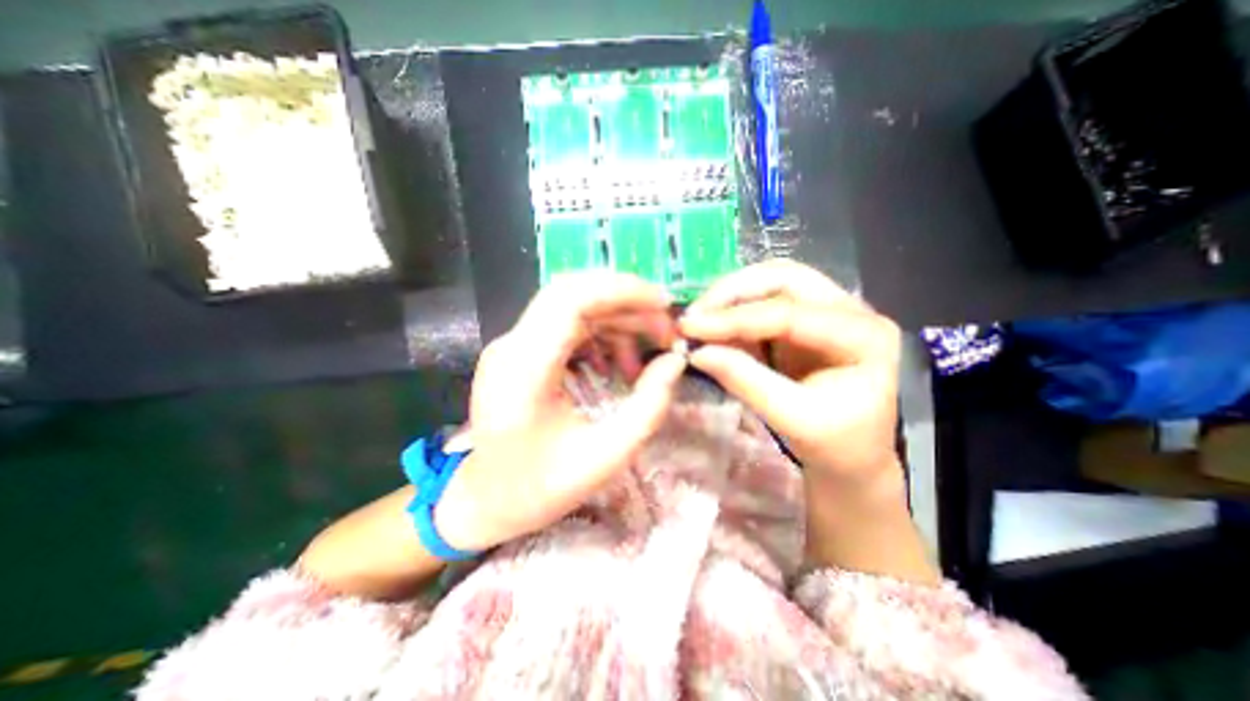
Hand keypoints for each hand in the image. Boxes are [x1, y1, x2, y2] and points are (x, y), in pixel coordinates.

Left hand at [430, 274, 682, 551]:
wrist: (484, 500)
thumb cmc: (540, 488)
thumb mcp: (606, 456)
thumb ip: (648, 406)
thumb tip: (675, 360)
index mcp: (525, 370)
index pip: (570, 299)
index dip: (621, 290)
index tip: (662, 304)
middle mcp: (512, 346)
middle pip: (572, 293)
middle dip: (625, 302)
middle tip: (662, 328)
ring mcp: (513, 346)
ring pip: (572, 306)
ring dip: (615, 319)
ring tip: (644, 354)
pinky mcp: (520, 352)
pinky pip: (566, 326)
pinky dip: (600, 335)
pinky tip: (617, 364)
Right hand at [680, 260, 931, 583]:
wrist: (853, 465)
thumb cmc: (837, 450)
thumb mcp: (792, 420)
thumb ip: (746, 379)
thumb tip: (698, 351)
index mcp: (865, 334)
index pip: (789, 312)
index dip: (734, 318)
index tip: (690, 327)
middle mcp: (851, 313)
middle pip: (785, 279)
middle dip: (734, 292)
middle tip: (694, 315)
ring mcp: (828, 316)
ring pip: (774, 286)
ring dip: (732, 300)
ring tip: (699, 321)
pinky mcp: (805, 327)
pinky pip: (766, 307)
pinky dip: (736, 314)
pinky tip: (715, 329)